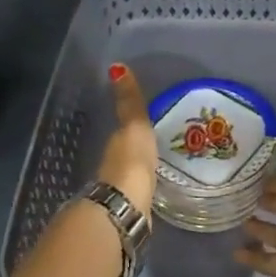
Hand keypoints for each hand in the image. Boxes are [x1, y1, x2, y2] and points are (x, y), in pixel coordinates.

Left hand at [95, 63, 156, 214]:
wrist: (126, 206)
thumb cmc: (131, 160)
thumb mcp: (134, 125)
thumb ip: (129, 102)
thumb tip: (116, 66)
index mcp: (115, 145)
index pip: (123, 132)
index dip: (133, 127)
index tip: (148, 124)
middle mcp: (113, 166)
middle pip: (126, 153)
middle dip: (138, 149)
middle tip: (159, 144)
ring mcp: (121, 190)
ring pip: (132, 174)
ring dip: (141, 170)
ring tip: (162, 166)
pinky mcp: (132, 209)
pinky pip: (140, 193)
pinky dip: (146, 188)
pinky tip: (156, 190)